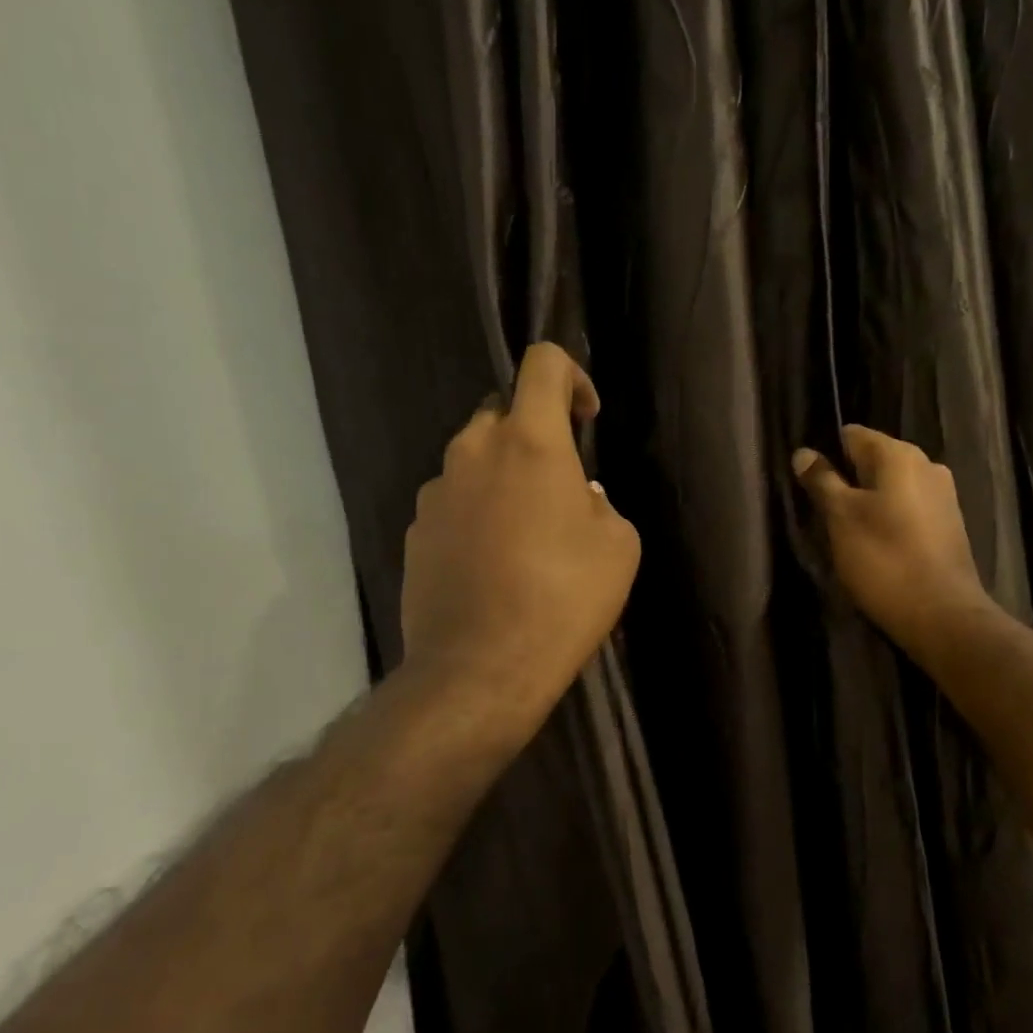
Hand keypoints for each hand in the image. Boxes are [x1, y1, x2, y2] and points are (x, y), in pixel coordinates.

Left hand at [401, 344, 640, 736]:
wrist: (480, 669)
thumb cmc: (564, 599)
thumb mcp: (618, 546)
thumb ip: (600, 502)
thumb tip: (576, 496)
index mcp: (529, 442)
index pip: (544, 364)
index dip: (572, 377)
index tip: (586, 421)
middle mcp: (472, 452)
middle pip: (504, 414)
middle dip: (535, 437)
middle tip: (560, 491)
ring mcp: (435, 493)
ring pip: (475, 462)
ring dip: (504, 481)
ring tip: (527, 540)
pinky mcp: (415, 533)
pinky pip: (454, 505)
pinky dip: (477, 518)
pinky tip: (494, 568)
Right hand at [793, 425, 992, 654]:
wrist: (941, 614)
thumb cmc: (884, 559)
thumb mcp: (841, 518)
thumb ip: (822, 481)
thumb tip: (804, 453)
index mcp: (899, 455)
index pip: (852, 435)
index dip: (827, 454)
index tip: (810, 483)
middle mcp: (927, 464)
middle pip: (873, 460)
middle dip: (848, 480)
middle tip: (824, 513)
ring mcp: (943, 495)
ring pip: (891, 487)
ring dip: (868, 502)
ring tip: (848, 533)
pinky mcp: (949, 524)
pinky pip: (909, 509)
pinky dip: (890, 520)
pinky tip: (878, 546)